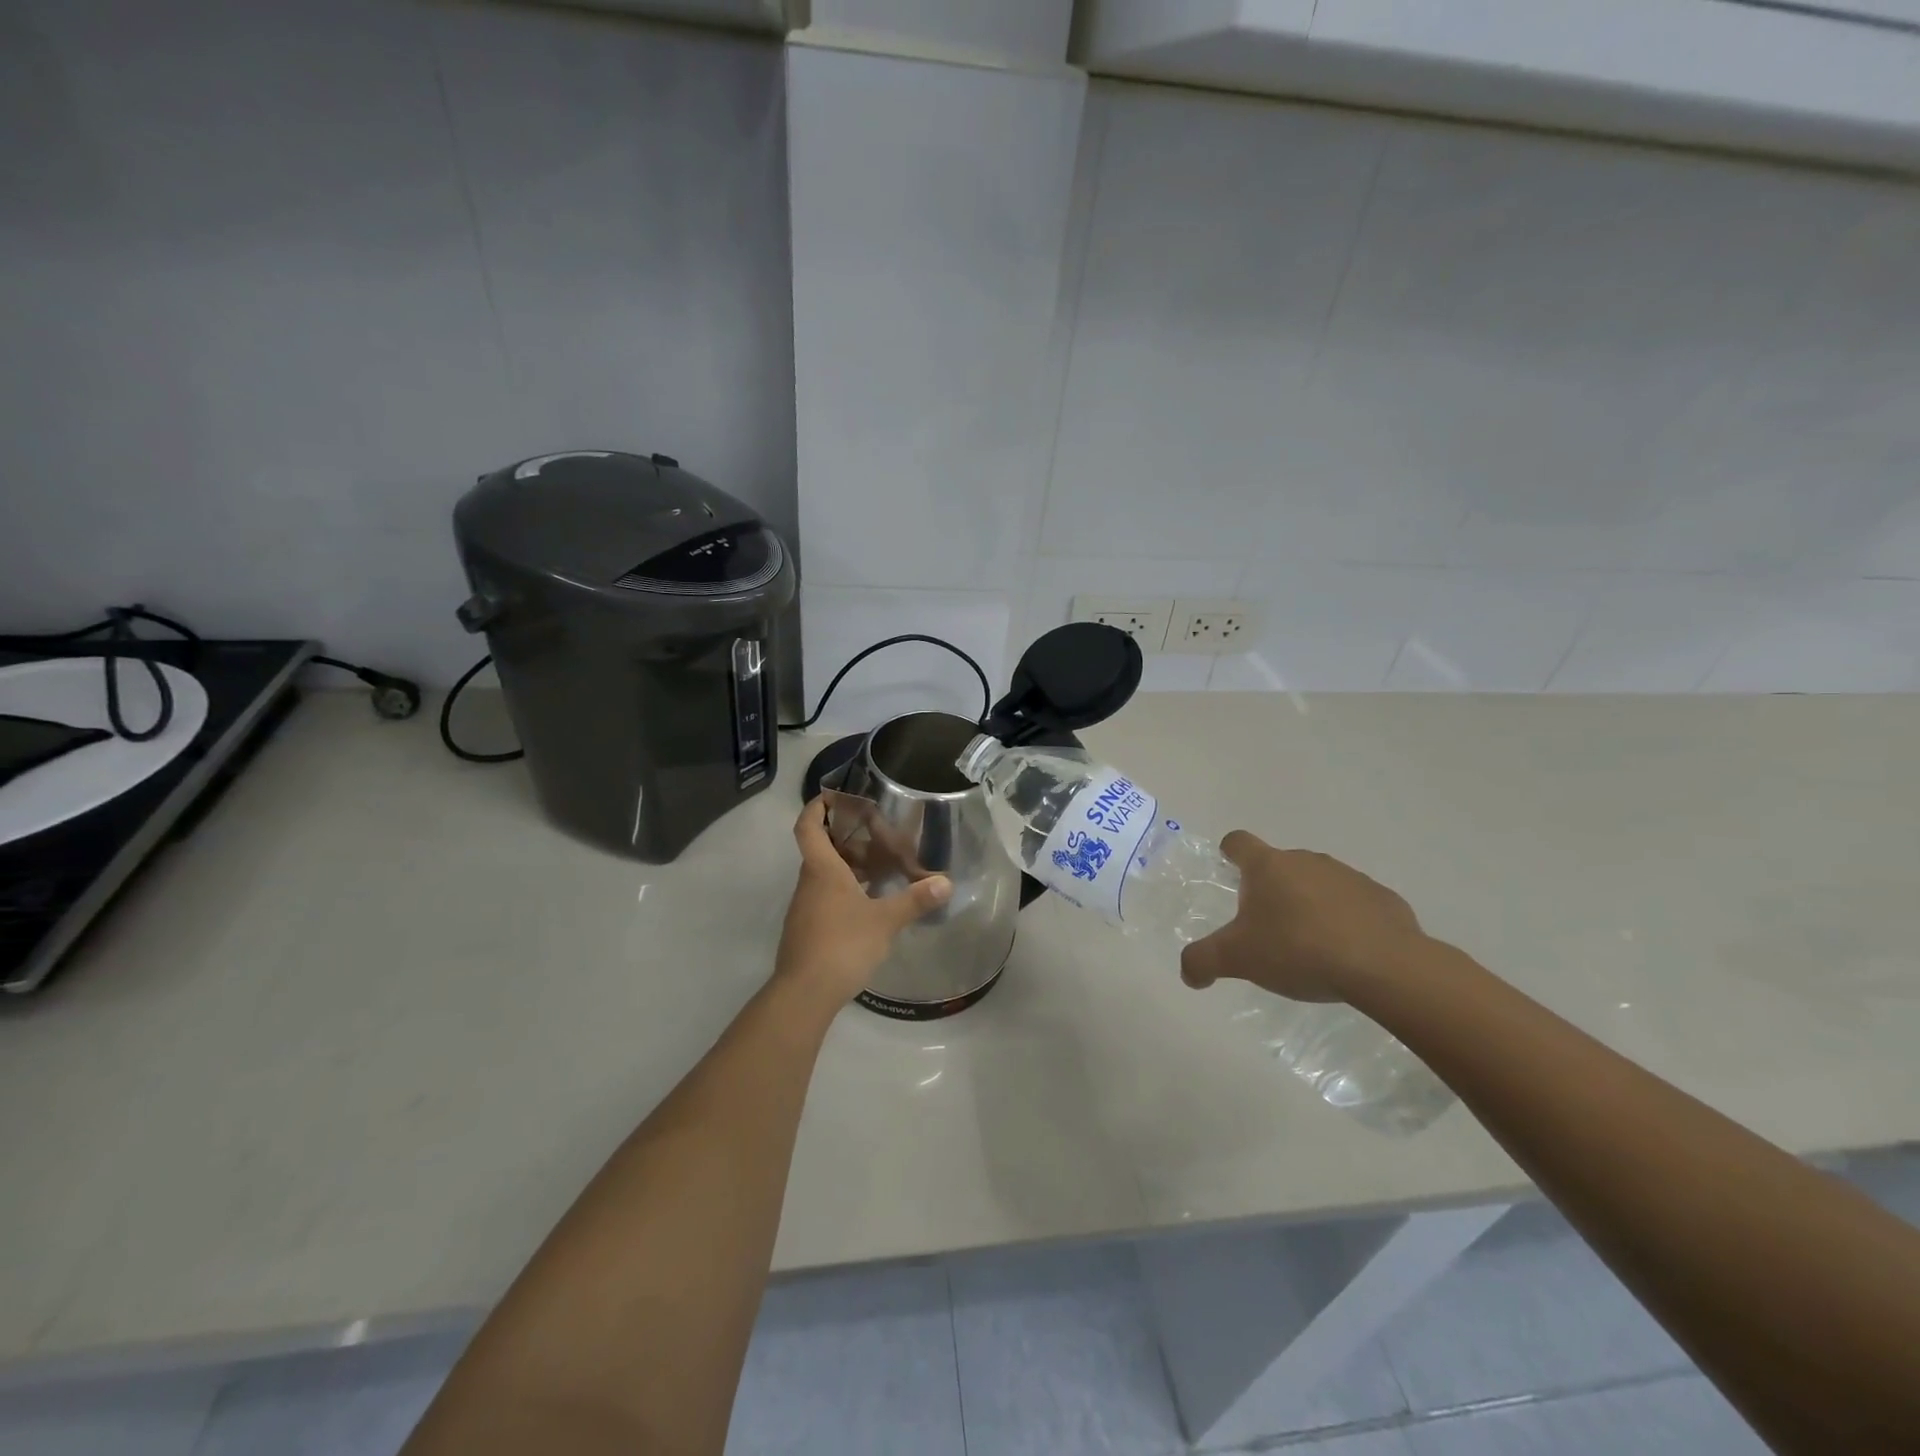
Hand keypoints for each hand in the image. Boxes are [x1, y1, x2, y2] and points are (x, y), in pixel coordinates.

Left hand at [775, 798, 951, 1008]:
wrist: (805, 994)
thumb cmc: (842, 945)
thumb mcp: (885, 921)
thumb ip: (915, 899)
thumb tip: (946, 882)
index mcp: (822, 870)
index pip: (809, 827)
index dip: (816, 807)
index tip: (831, 796)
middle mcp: (809, 883)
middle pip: (822, 850)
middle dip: (848, 840)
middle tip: (878, 838)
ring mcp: (805, 908)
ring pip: (825, 875)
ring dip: (849, 867)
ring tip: (881, 870)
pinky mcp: (807, 929)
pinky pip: (826, 897)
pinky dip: (846, 891)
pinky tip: (870, 904)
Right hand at [1180, 831, 1427, 1003]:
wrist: (1384, 966)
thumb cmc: (1297, 949)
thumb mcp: (1237, 960)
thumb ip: (1203, 961)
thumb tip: (1188, 973)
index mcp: (1268, 866)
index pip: (1239, 842)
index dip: (1229, 852)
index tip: (1228, 868)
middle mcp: (1306, 861)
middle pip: (1279, 865)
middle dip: (1271, 890)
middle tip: (1266, 927)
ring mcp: (1348, 876)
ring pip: (1318, 883)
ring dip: (1309, 904)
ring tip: (1309, 944)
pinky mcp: (1382, 898)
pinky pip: (1355, 904)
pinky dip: (1346, 920)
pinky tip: (1347, 952)